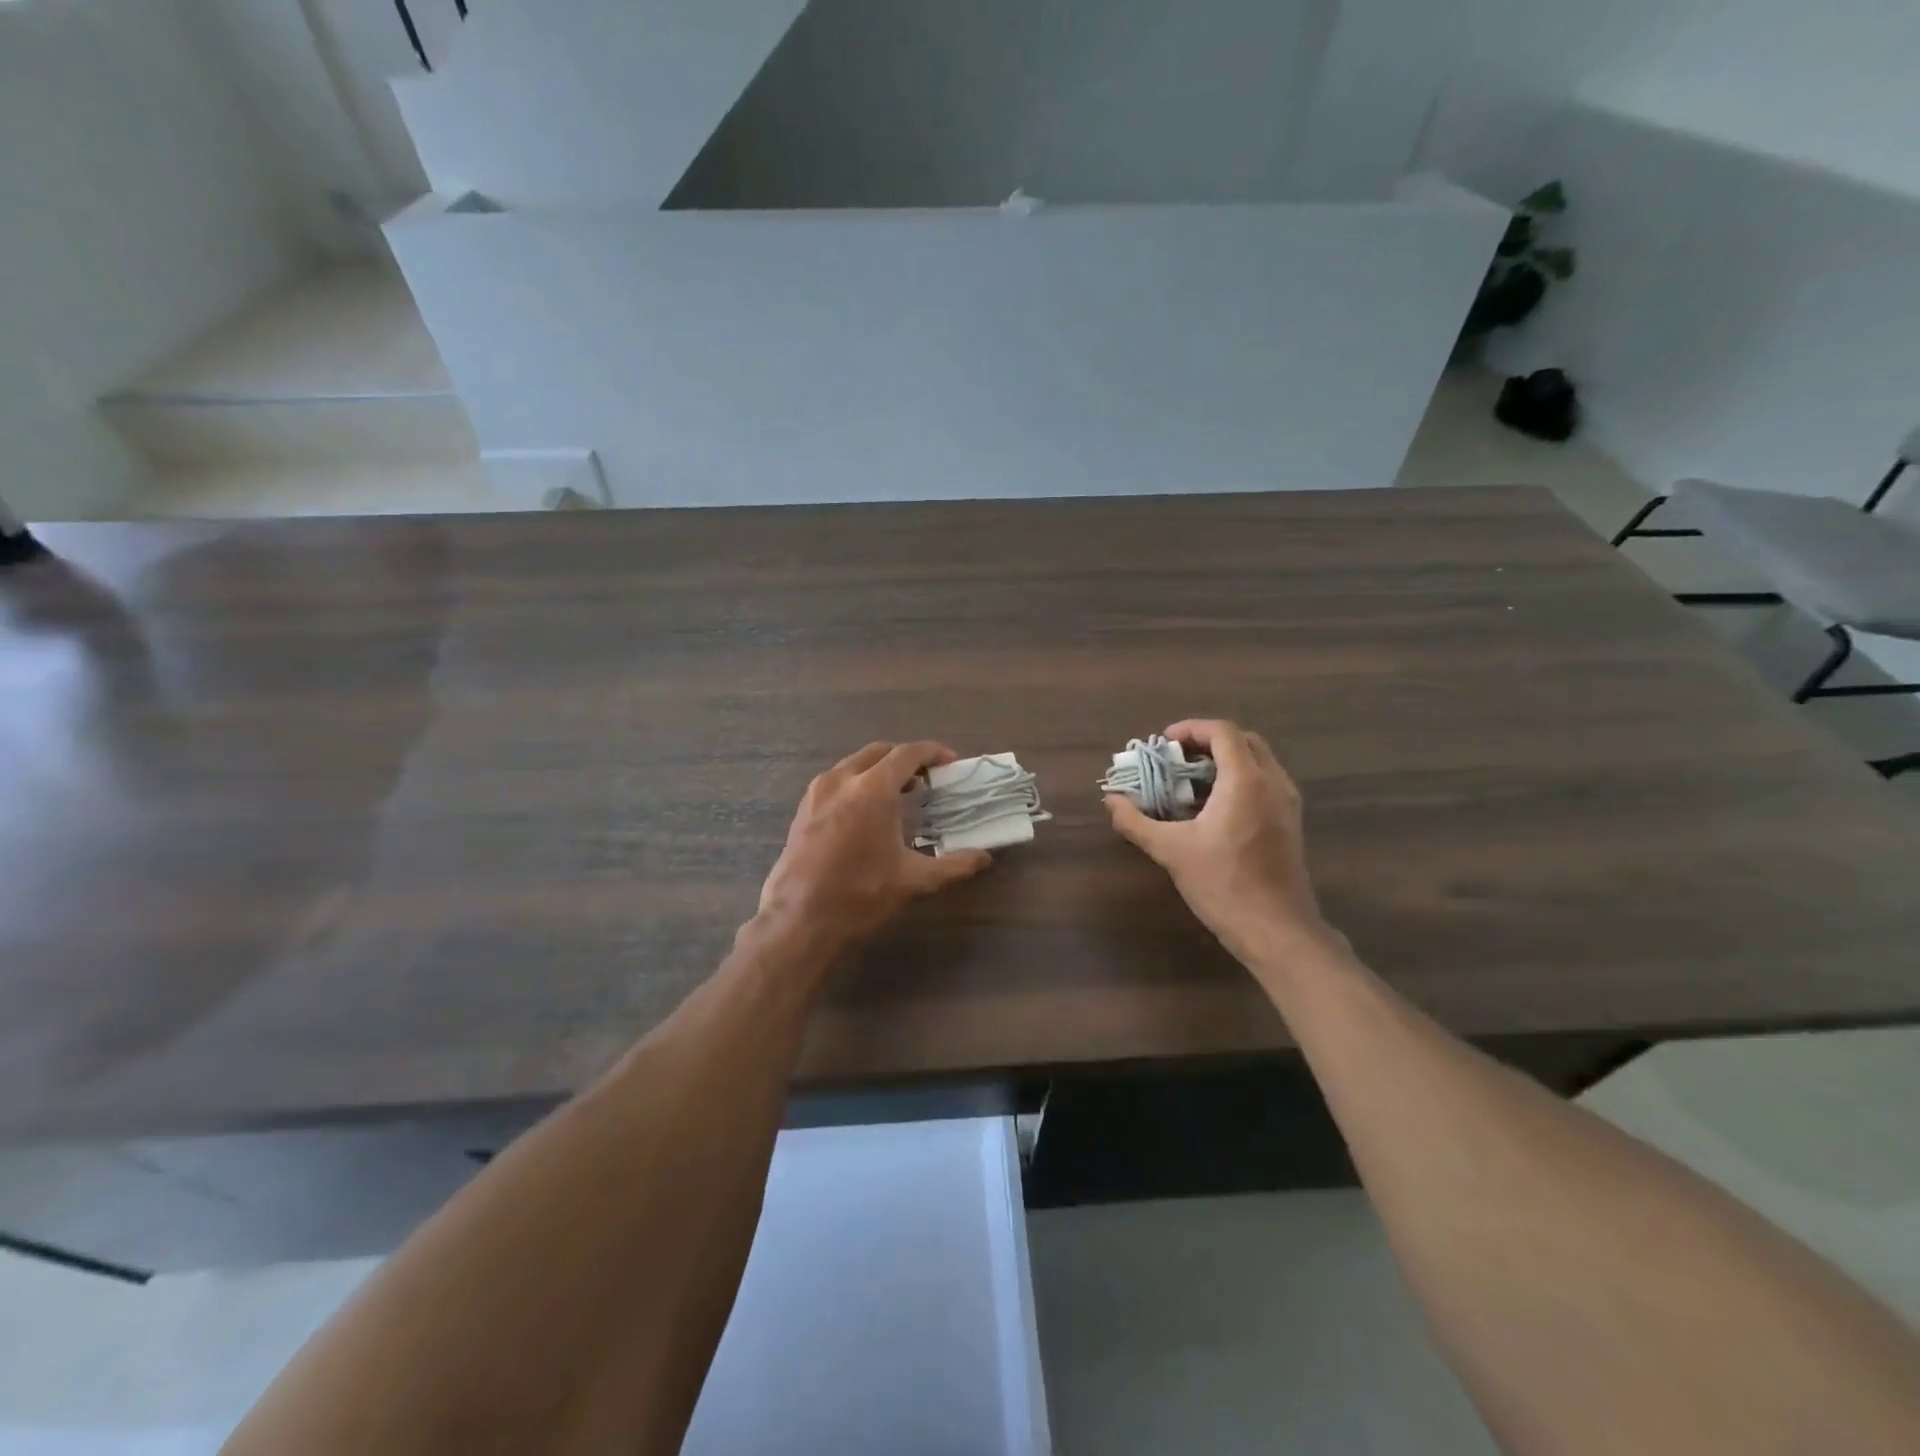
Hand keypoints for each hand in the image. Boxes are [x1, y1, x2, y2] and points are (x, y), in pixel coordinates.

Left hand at [756, 741, 992, 956]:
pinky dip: (858, 782)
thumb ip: (954, 865)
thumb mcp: (913, 880)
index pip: (908, 754)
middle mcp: (843, 779)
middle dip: (906, 758)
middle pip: (880, 752)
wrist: (799, 918)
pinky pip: (837, 780)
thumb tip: (984, 858)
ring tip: (900, 792)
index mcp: (872, 789)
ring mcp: (818, 791)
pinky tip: (867, 810)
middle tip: (927, 778)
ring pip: (855, 764)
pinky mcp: (803, 807)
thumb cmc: (860, 894)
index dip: (933, 753)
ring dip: (880, 769)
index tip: (950, 763)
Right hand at [1105, 719, 1335, 968]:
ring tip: (1190, 779)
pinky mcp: (1290, 822)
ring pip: (1258, 761)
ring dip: (1225, 759)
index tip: (1164, 743)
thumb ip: (1136, 822)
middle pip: (1243, 740)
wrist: (1276, 930)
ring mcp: (1287, 803)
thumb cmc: (1223, 885)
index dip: (1191, 729)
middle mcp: (1273, 783)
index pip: (1222, 732)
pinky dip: (1239, 779)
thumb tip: (1110, 800)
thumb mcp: (1171, 851)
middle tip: (1177, 758)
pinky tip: (1213, 806)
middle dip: (1208, 741)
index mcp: (1246, 781)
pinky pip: (1265, 782)